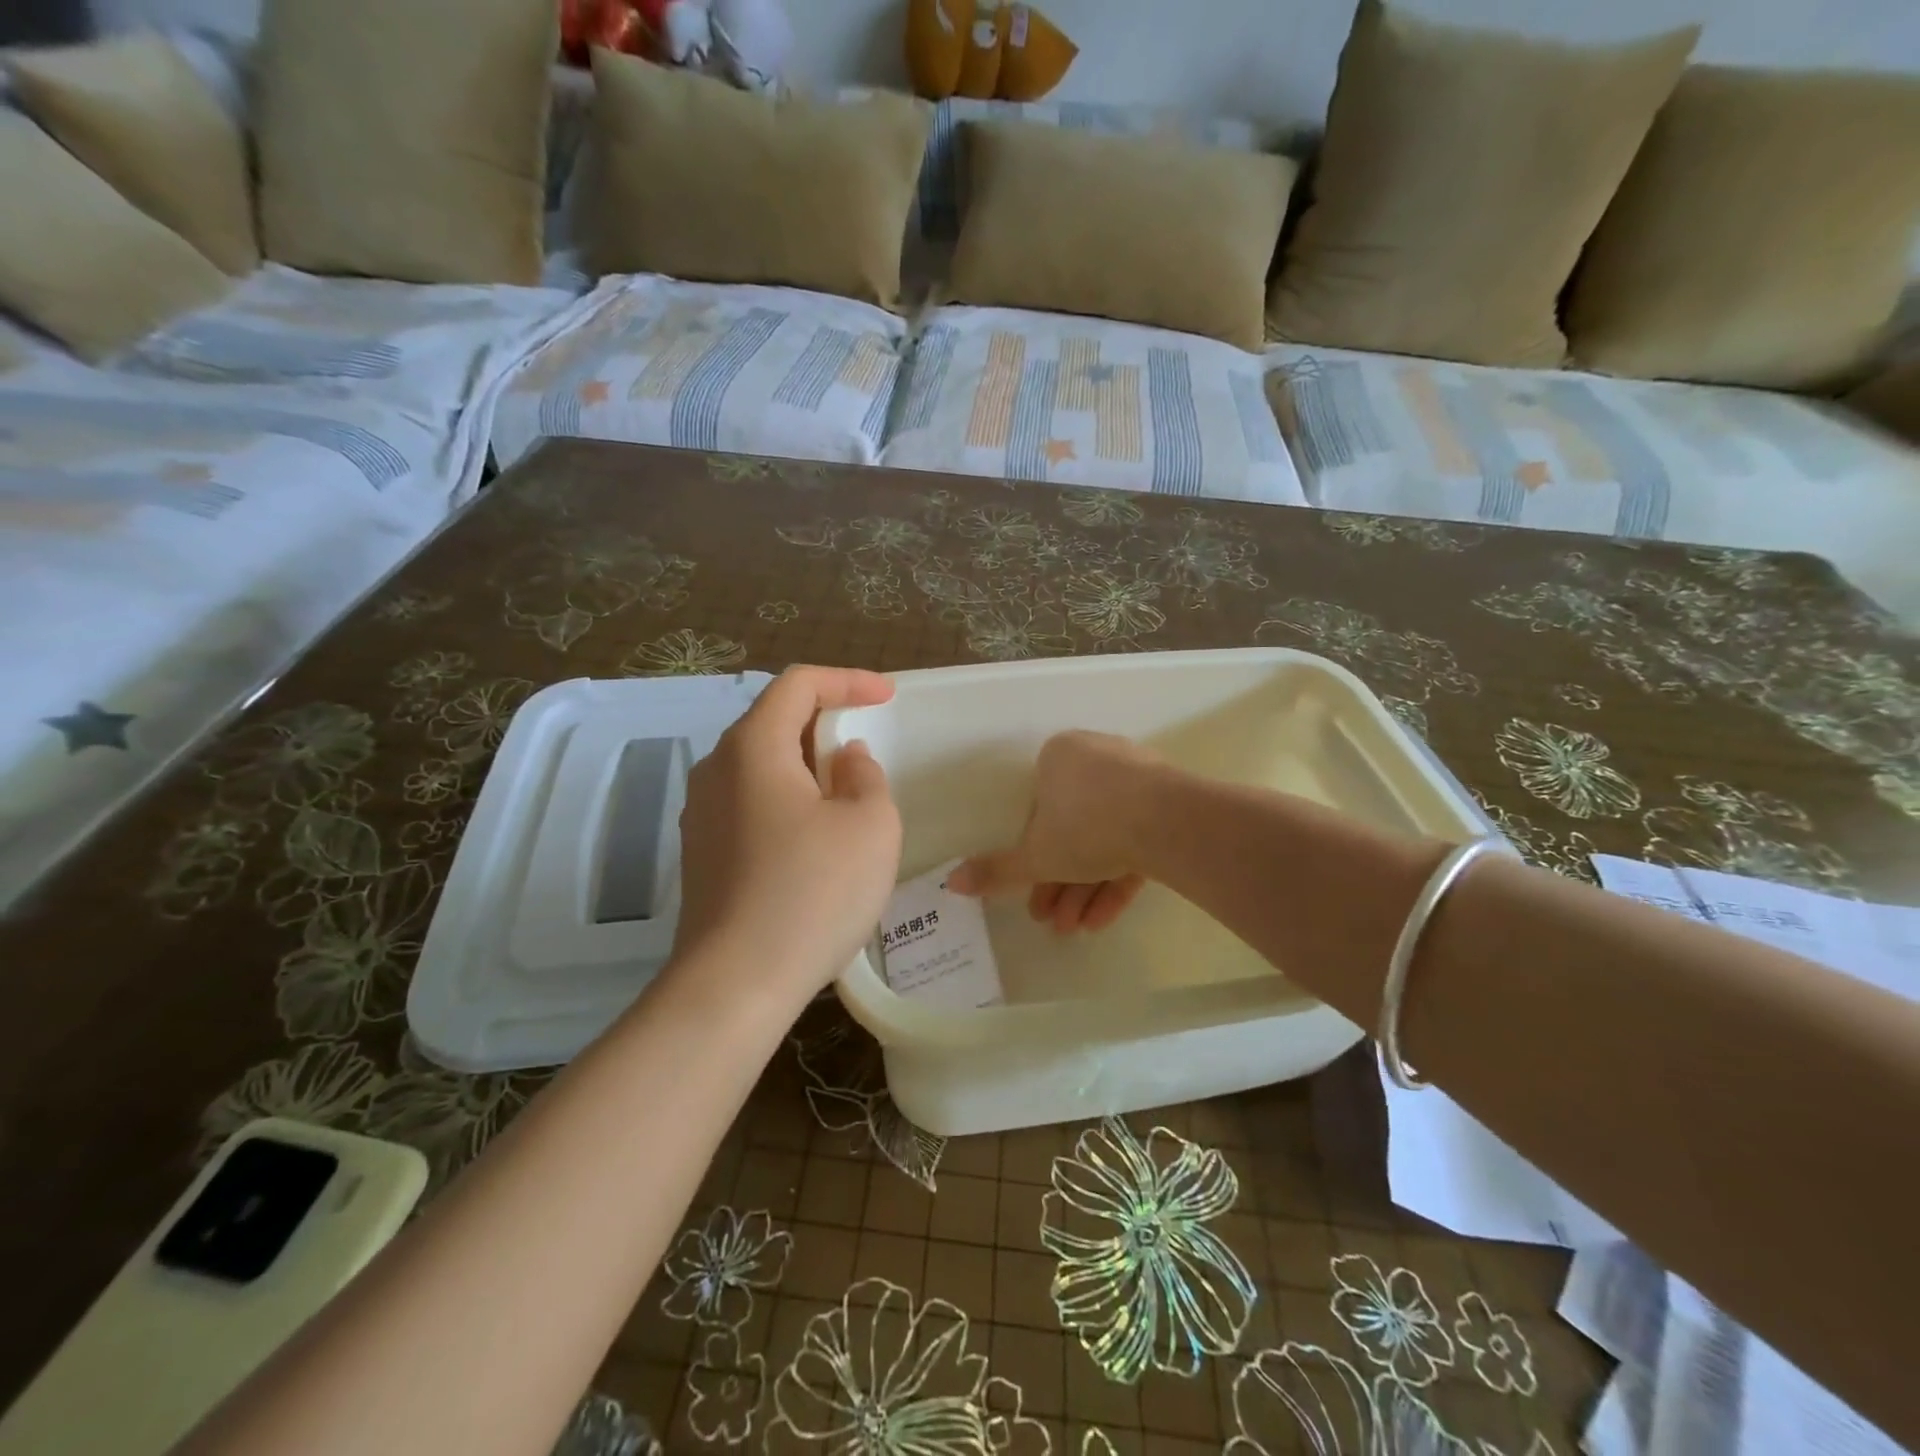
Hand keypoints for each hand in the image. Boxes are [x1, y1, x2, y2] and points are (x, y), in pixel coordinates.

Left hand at [671, 666, 901, 1005]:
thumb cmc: (812, 894)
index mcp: (753, 747)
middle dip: (825, 721)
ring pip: (760, 764)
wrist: (734, 985)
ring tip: (846, 791)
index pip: (798, 684)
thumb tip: (844, 760)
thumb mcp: (870, 826)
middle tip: (867, 742)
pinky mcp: (701, 852)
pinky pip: (750, 802)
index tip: (886, 696)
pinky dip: (787, 798)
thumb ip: (866, 777)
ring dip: (806, 764)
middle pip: (773, 720)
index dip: (847, 680)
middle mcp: (716, 769)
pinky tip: (814, 836)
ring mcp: (701, 813)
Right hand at [948, 730, 1161, 933]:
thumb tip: (951, 883)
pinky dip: (1116, 880)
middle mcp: (1097, 759)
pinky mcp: (1169, 805)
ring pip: (1103, 839)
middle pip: (1071, 829)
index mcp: (1059, 757)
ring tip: (1073, 930)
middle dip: (1059, 881)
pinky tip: (1101, 921)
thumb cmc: (1086, 826)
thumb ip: (996, 870)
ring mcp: (1138, 781)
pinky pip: (1134, 843)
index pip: (1038, 809)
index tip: (1030, 892)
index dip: (1032, 857)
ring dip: (1084, 888)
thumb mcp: (1036, 856)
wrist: (1168, 822)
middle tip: (1050, 920)